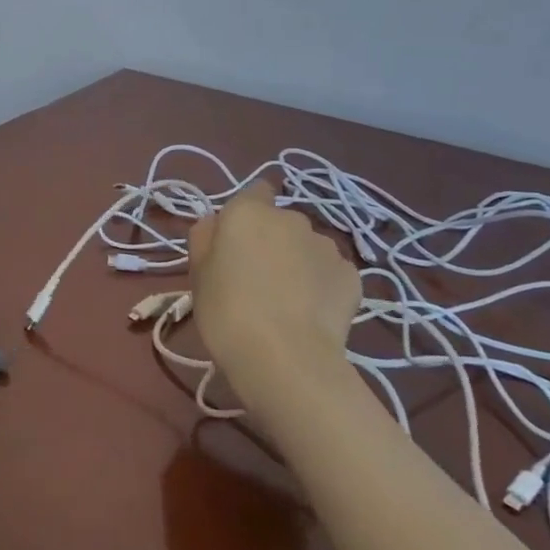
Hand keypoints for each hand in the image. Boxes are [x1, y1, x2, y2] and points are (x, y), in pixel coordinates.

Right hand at [188, 181, 362, 396]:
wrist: (285, 358)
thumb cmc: (227, 311)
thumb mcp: (197, 274)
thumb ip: (205, 237)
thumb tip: (216, 223)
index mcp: (248, 212)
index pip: (255, 191)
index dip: (248, 213)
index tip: (239, 242)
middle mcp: (291, 219)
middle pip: (281, 222)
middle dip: (273, 242)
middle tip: (258, 279)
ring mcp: (326, 246)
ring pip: (308, 247)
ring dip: (299, 263)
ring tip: (289, 302)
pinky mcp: (352, 276)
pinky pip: (331, 273)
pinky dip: (323, 287)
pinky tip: (311, 315)